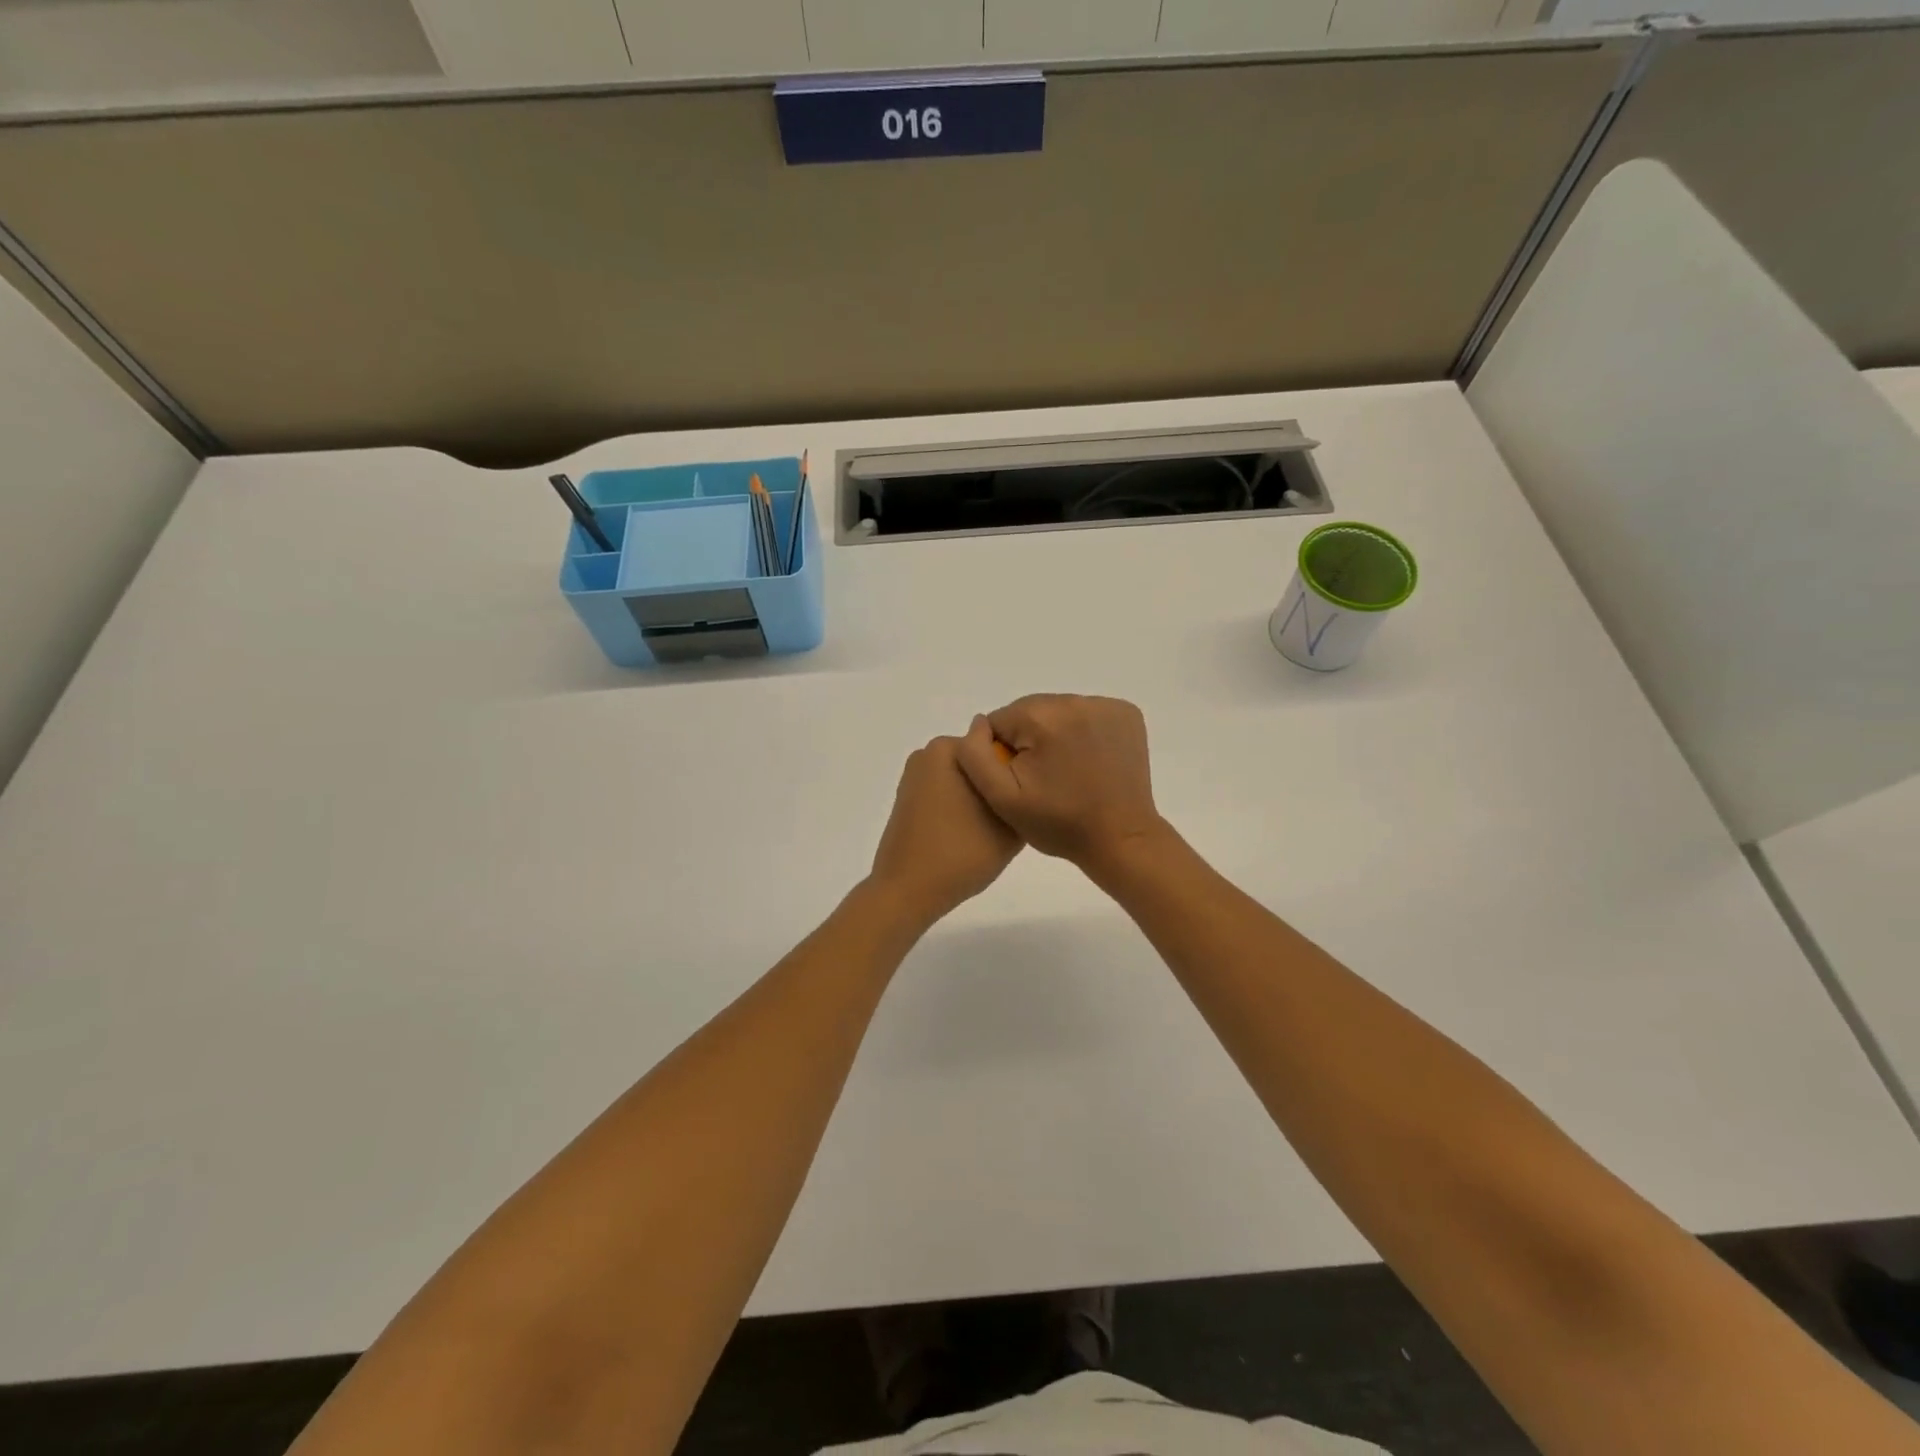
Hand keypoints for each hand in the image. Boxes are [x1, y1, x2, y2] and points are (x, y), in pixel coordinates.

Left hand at [869, 735, 1022, 929]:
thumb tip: (1021, 784)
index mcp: (952, 748)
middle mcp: (928, 753)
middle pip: (979, 761)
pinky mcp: (906, 799)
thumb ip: (1021, 795)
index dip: (1016, 772)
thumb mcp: (1010, 824)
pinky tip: (967, 835)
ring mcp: (914, 776)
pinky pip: (944, 794)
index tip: (1026, 798)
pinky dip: (958, 807)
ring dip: (977, 797)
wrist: (908, 890)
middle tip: (1011, 818)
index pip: (999, 745)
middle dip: (995, 783)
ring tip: (990, 831)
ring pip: (962, 779)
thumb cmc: (962, 852)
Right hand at [955, 695, 1166, 869]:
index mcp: (1041, 717)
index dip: (1004, 753)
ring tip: (1067, 771)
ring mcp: (1105, 705)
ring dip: (1056, 734)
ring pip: (1058, 712)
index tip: (1023, 780)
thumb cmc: (1058, 824)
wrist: (1120, 839)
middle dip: (1030, 740)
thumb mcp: (1001, 798)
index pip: (1000, 721)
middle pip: (1030, 712)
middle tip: (1045, 779)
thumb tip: (979, 723)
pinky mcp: (1127, 714)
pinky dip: (1083, 732)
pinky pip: (1088, 714)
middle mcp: (1074, 700)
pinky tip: (1089, 761)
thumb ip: (976, 755)